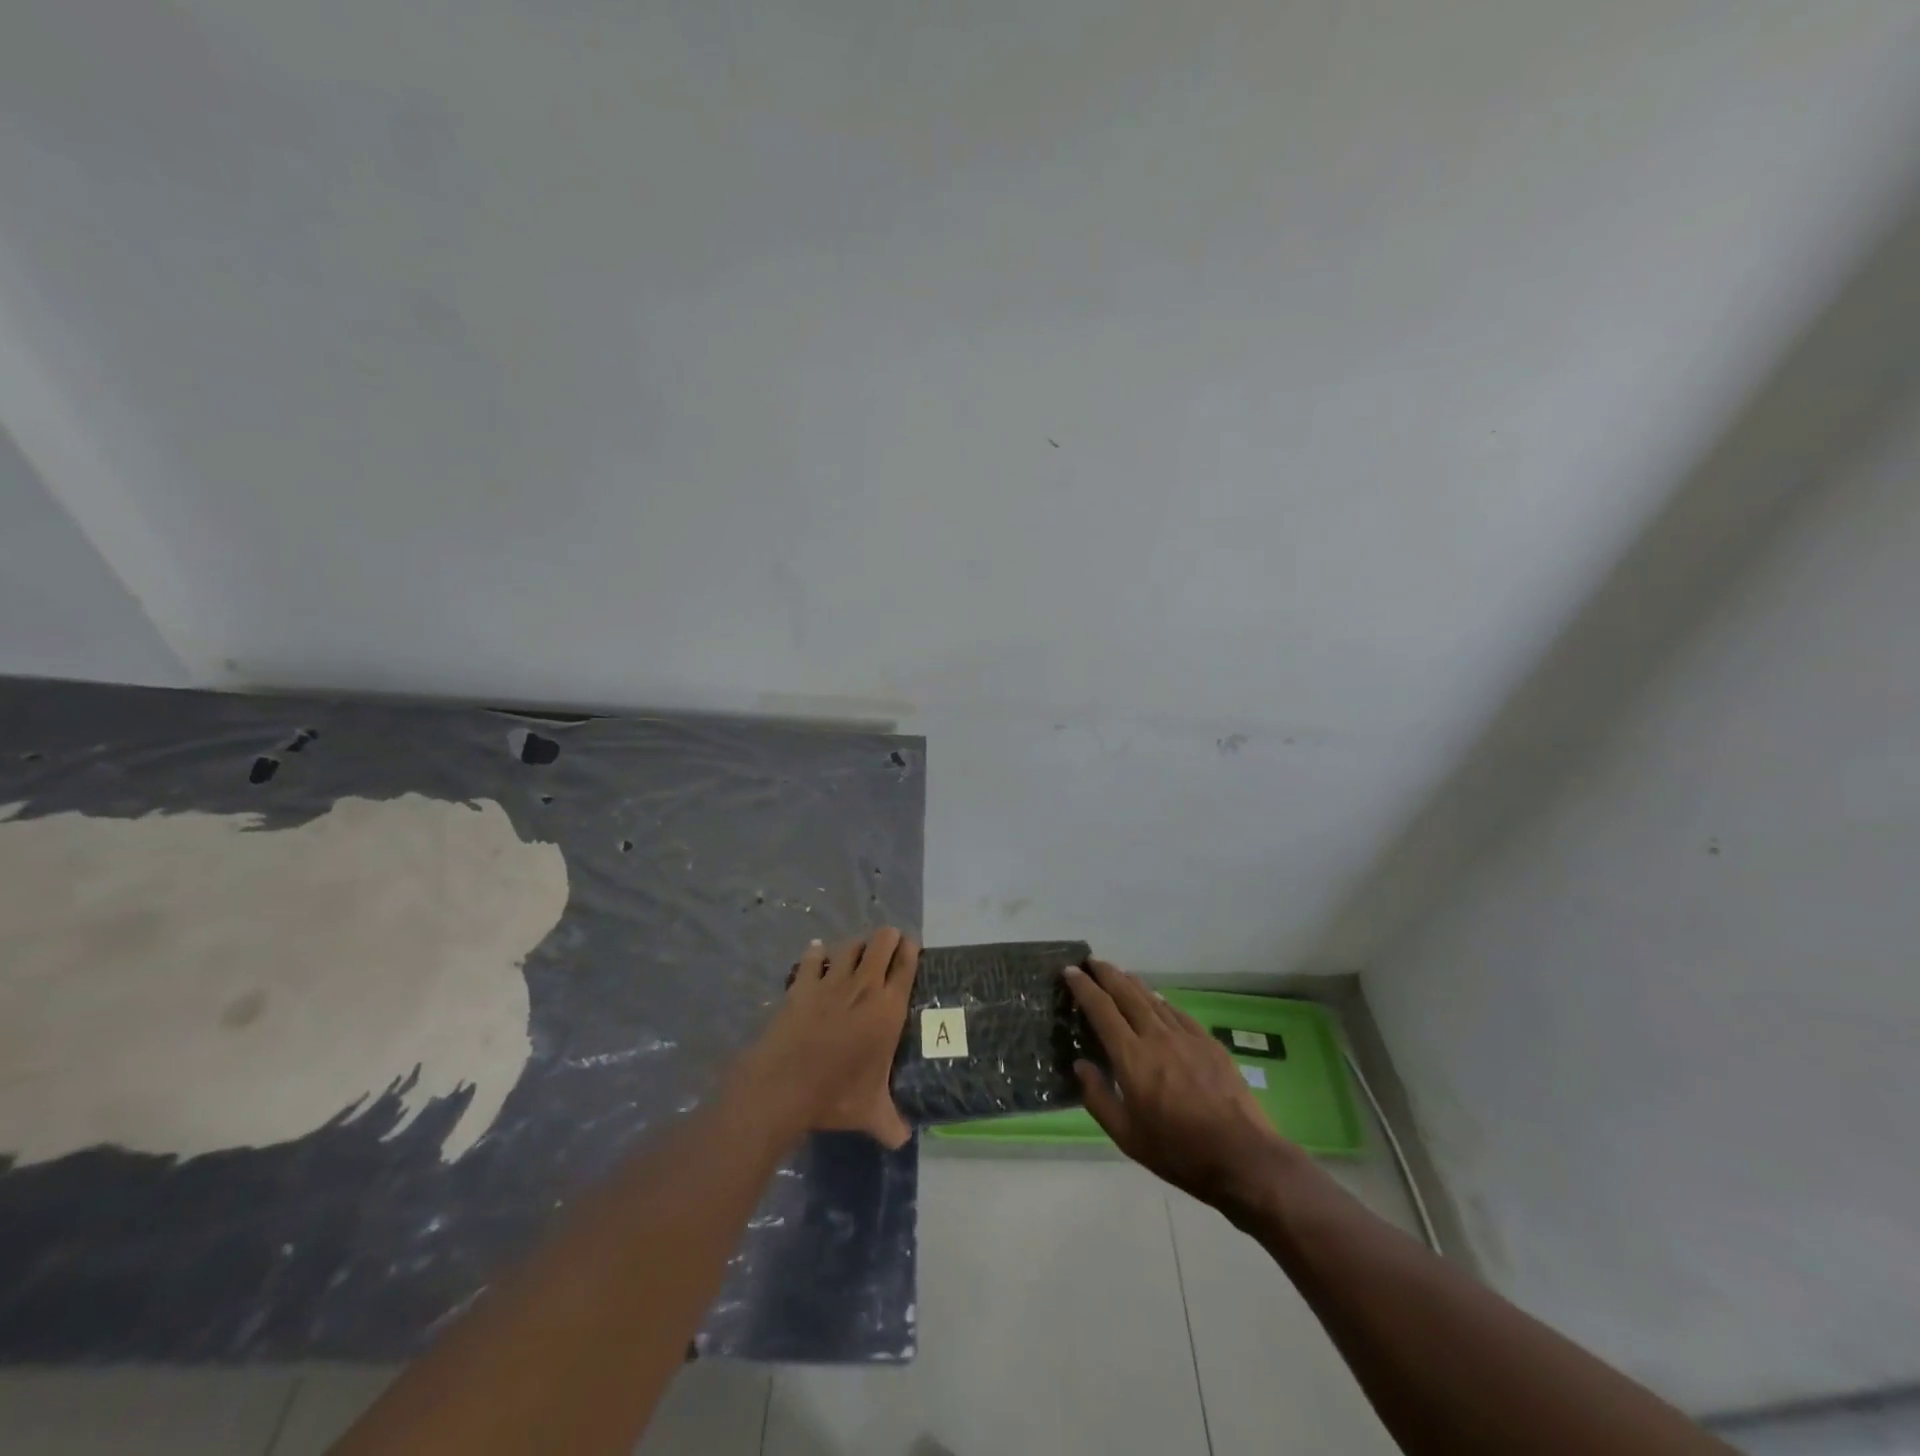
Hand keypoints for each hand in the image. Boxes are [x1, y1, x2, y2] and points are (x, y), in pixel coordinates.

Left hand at [738, 929, 919, 1148]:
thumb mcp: (870, 1113)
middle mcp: (864, 987)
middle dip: (888, 938)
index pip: (906, 967)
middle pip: (881, 944)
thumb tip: (903, 1140)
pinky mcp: (802, 985)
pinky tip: (816, 952)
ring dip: (856, 945)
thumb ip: (890, 1123)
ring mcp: (831, 982)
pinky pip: (812, 958)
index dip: (911, 950)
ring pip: (849, 946)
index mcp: (888, 1009)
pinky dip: (816, 953)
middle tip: (890, 941)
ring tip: (858, 950)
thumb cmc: (836, 1094)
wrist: (784, 1085)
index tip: (912, 944)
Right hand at [1066, 960, 1307, 1210]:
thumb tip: (1080, 1066)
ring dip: (1132, 982)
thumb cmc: (1178, 1151)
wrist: (1242, 1156)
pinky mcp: (1209, 1043)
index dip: (1083, 987)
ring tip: (1119, 973)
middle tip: (1091, 961)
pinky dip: (1161, 1001)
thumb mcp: (1127, 1136)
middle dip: (1106, 974)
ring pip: (1153, 999)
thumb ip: (1098, 1098)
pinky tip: (1158, 1000)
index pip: (1101, 1010)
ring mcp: (1186, 1036)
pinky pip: (1177, 1012)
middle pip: (1127, 994)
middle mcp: (1157, 1036)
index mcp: (1132, 1057)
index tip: (1070, 971)